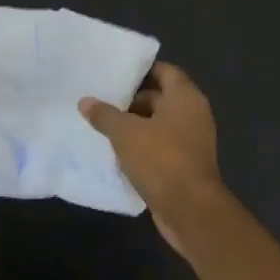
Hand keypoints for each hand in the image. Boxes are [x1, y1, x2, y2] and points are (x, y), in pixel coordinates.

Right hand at [79, 62, 225, 257]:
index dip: (142, 70)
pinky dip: (143, 147)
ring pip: (160, 125)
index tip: (117, 73)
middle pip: (161, 98)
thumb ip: (105, 115)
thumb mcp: (125, 133)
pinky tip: (118, 153)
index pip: (165, 71)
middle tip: (104, 101)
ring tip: (105, 127)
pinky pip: (162, 147)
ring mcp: (192, 141)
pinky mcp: (186, 165)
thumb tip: (85, 101)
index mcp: (186, 98)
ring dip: (136, 126)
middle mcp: (194, 115)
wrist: (190, 209)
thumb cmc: (161, 159)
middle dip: (133, 101)